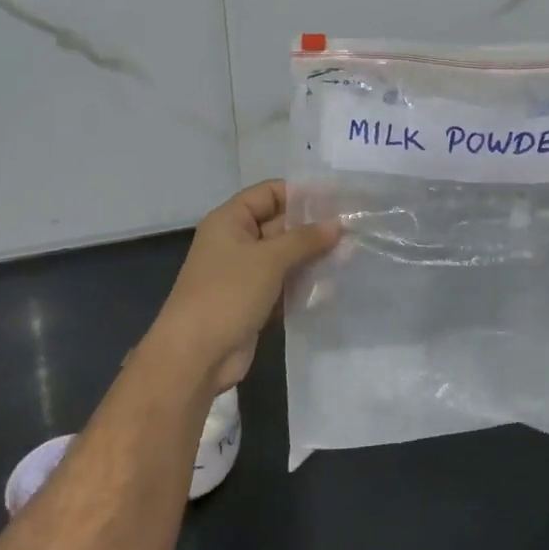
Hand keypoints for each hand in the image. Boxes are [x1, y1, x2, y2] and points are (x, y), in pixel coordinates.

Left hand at [149, 181, 339, 395]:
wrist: (195, 357)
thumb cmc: (228, 294)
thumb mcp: (269, 259)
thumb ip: (305, 239)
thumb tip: (337, 224)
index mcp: (230, 221)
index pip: (270, 193)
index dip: (301, 193)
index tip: (337, 200)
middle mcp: (237, 241)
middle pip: (280, 224)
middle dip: (313, 227)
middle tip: (353, 229)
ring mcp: (245, 273)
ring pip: (285, 256)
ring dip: (313, 256)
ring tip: (351, 255)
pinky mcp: (254, 301)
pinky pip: (284, 283)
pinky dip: (304, 282)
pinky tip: (334, 282)